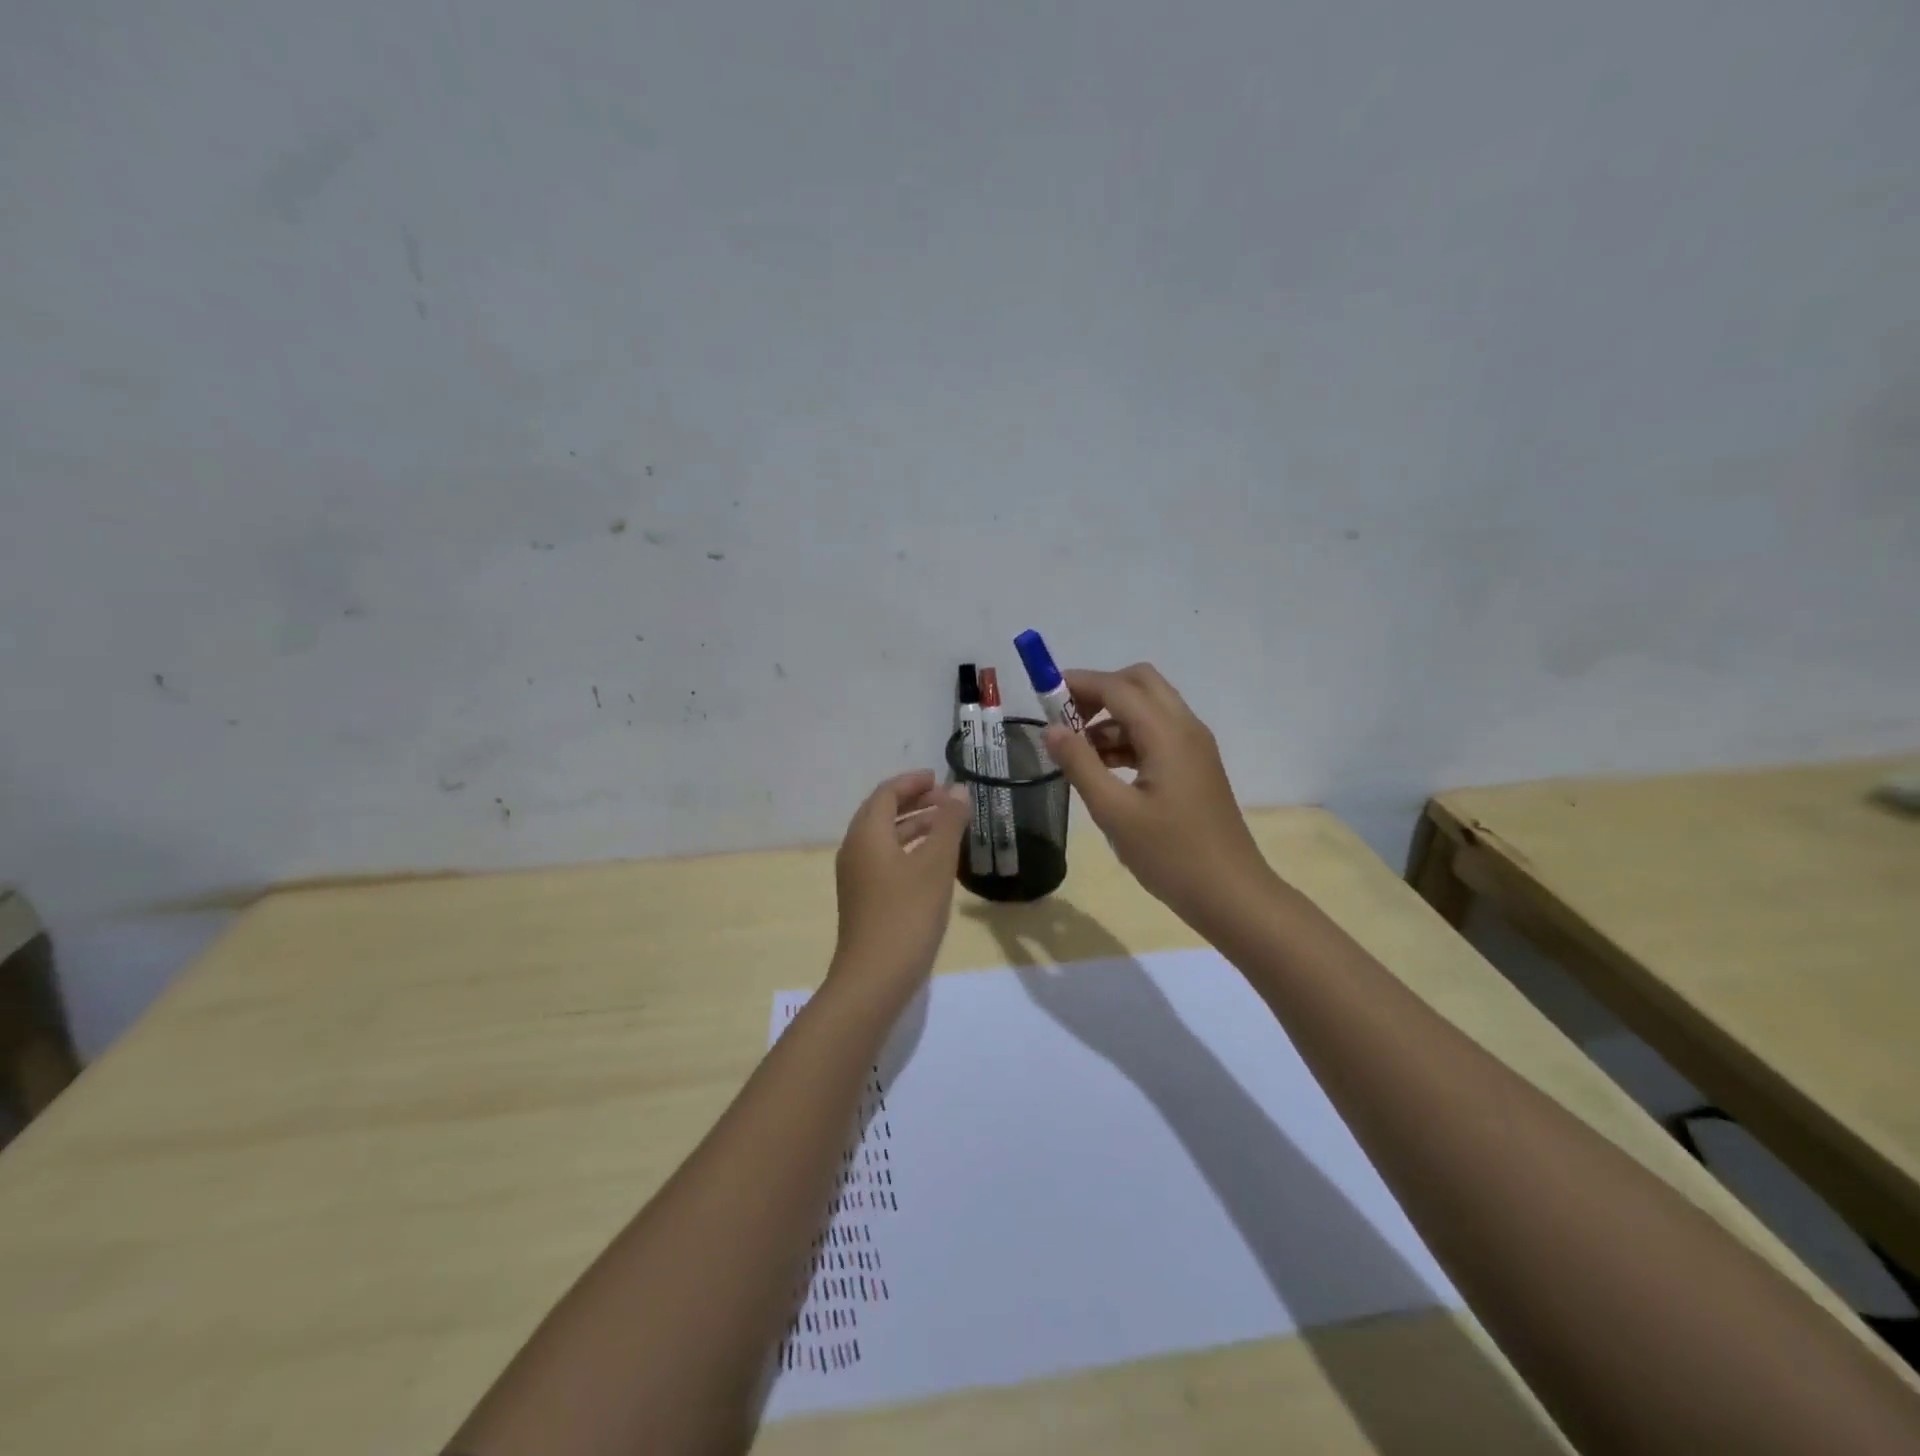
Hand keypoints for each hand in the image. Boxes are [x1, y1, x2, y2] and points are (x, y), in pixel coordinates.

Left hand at [830, 770, 970, 995]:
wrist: (874, 978)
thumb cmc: (907, 915)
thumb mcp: (935, 865)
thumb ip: (948, 824)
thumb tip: (958, 791)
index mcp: (867, 834)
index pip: (886, 793)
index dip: (912, 782)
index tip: (940, 778)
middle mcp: (855, 850)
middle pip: (882, 813)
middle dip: (914, 801)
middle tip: (947, 800)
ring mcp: (857, 877)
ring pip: (884, 838)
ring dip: (913, 825)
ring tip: (947, 826)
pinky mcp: (864, 899)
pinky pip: (885, 859)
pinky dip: (908, 849)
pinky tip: (933, 862)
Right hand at [1044, 664, 1274, 926]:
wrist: (1230, 894)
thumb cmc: (1171, 854)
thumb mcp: (1114, 812)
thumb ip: (1080, 764)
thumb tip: (1052, 728)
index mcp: (1167, 733)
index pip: (1117, 687)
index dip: (1078, 684)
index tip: (1042, 696)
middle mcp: (1185, 728)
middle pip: (1139, 683)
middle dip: (1099, 691)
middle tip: (1066, 720)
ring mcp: (1194, 747)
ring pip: (1148, 708)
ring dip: (1111, 717)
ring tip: (1077, 753)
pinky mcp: (1194, 766)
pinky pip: (1157, 733)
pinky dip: (1127, 738)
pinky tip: (1103, 770)